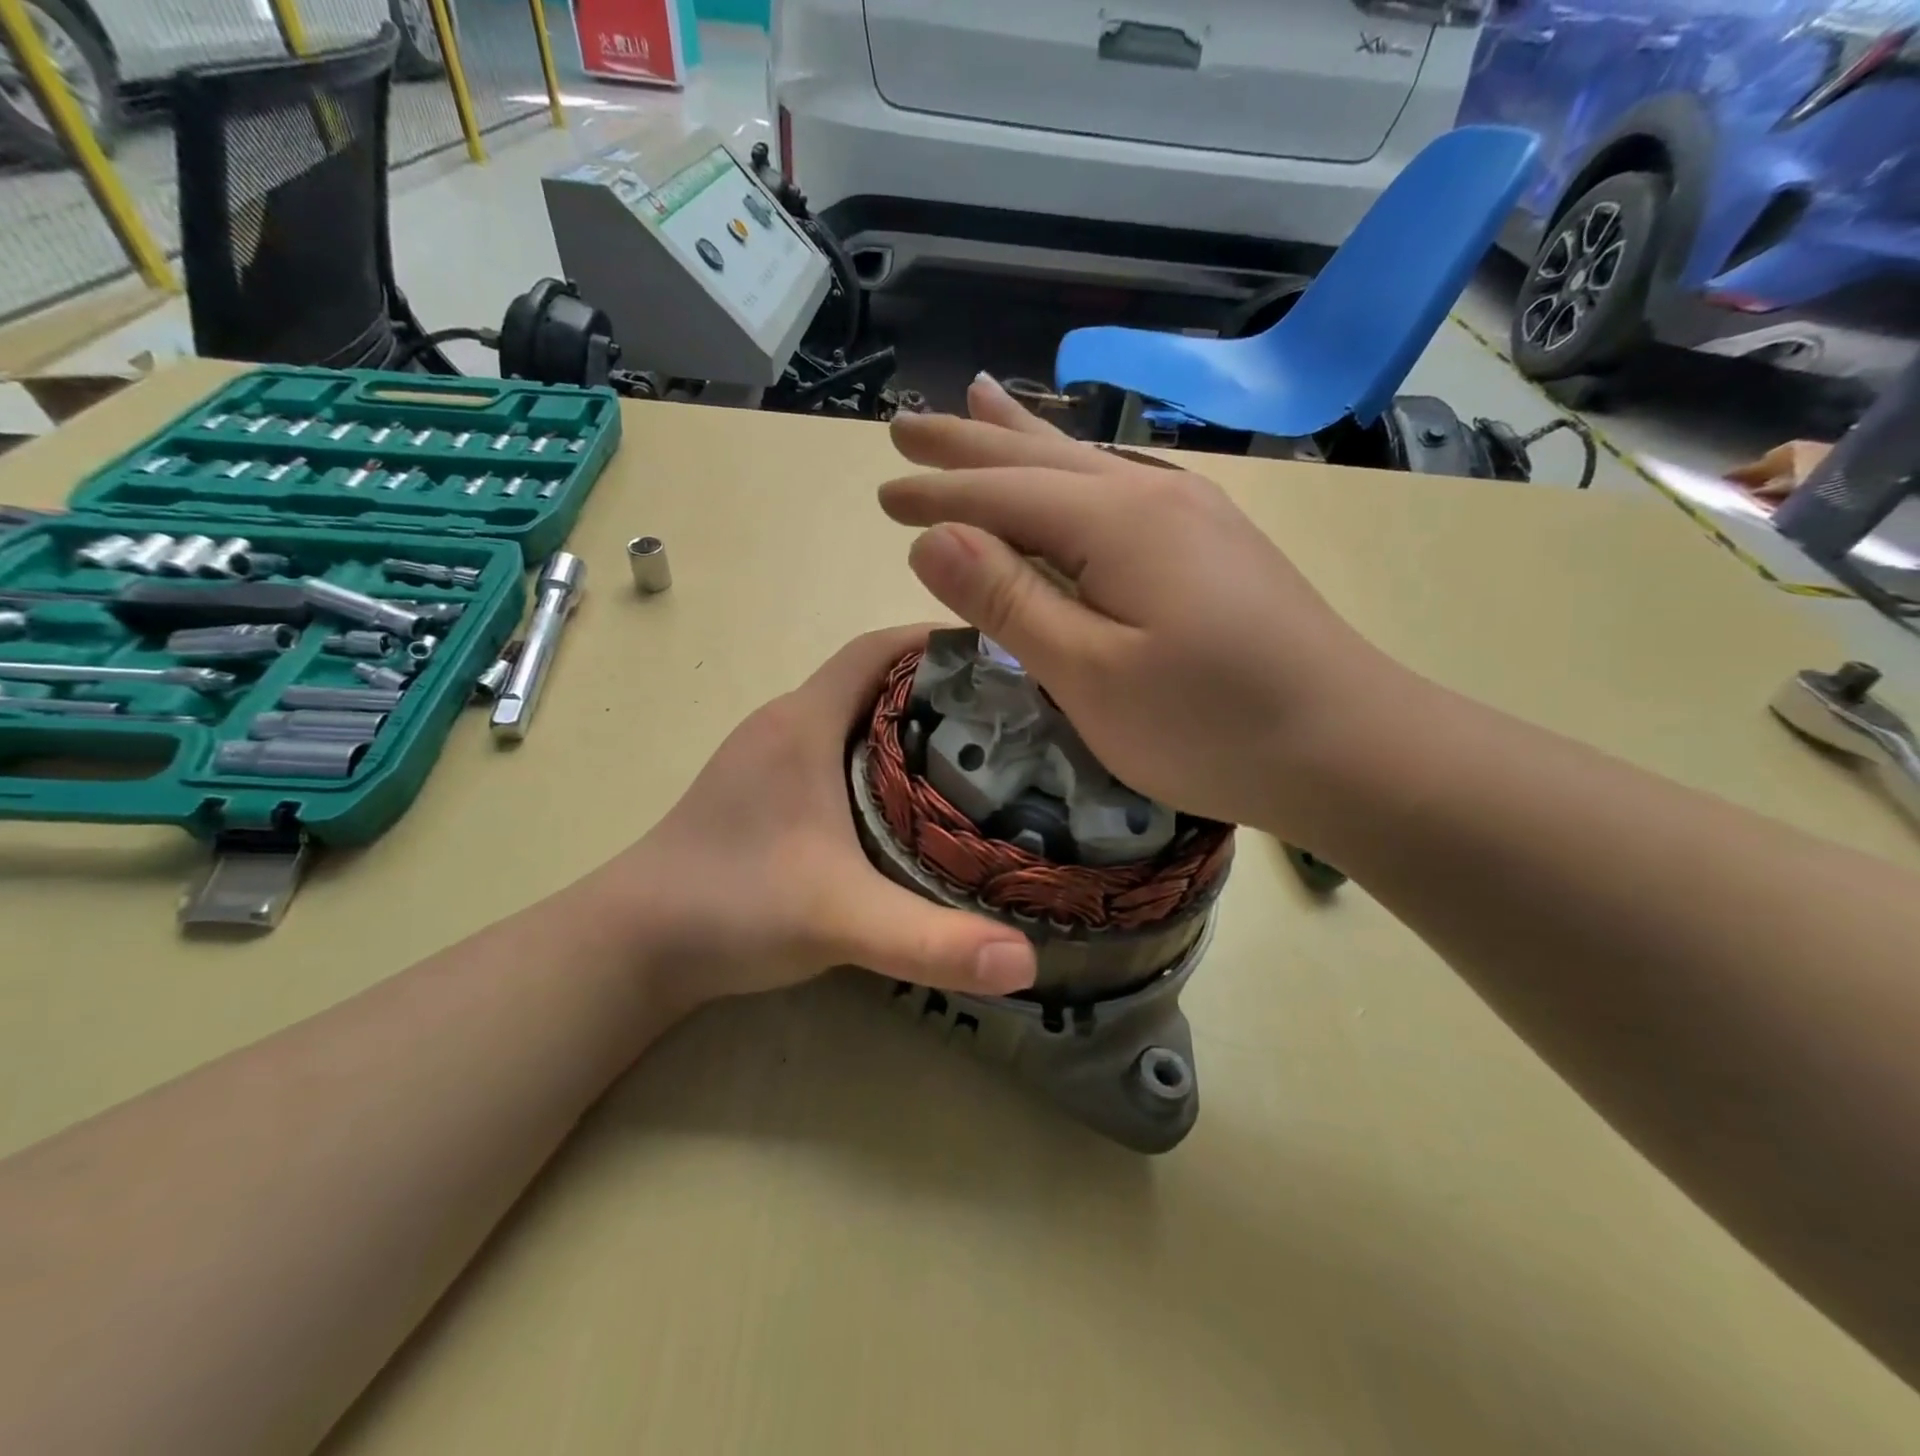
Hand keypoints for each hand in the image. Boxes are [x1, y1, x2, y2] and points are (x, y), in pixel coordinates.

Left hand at [591, 626, 1037, 1010]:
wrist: (631, 944)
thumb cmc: (732, 907)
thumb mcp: (841, 920)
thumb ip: (931, 940)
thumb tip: (1028, 962)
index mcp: (803, 722)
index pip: (876, 649)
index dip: (935, 641)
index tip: (999, 656)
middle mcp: (785, 724)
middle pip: (872, 678)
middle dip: (937, 684)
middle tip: (1006, 714)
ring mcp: (768, 757)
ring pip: (852, 715)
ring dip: (907, 721)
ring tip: (974, 753)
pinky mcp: (763, 790)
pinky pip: (834, 748)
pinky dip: (878, 754)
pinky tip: (910, 798)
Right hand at [881, 375, 1415, 830]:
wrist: (1352, 748)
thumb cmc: (1210, 725)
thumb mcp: (1091, 675)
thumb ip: (1010, 601)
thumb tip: (933, 539)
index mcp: (1116, 521)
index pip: (1001, 495)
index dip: (936, 494)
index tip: (881, 492)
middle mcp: (1152, 496)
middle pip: (1039, 459)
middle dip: (968, 443)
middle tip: (907, 422)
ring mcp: (1191, 517)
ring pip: (1084, 465)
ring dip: (1022, 439)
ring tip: (978, 401)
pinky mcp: (1212, 548)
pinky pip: (1119, 490)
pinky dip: (1073, 473)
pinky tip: (1073, 470)